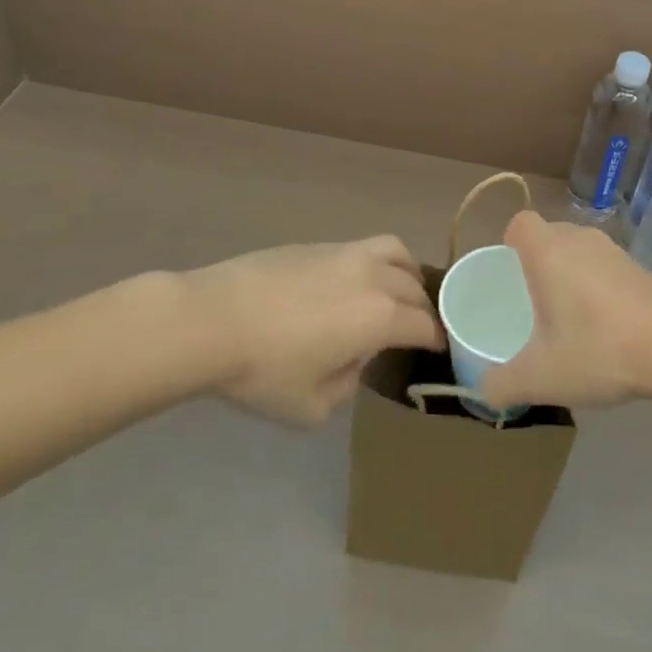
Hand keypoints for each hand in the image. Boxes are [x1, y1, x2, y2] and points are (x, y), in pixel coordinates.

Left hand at [178, 237, 443, 425]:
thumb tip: (355, 359)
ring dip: (408, 274)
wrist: (212, 319)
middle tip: (417, 328)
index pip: (424, 325)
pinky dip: (378, 262)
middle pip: (415, 287)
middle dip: (423, 309)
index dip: (437, 339)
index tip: (439, 349)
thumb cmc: (264, 370)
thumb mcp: (313, 406)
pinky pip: (365, 247)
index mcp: (380, 317)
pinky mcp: (319, 245)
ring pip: (396, 253)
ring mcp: (346, 254)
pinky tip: (357, 282)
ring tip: (400, 290)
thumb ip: (348, 385)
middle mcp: (373, 277)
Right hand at [477, 211, 651, 411]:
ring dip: (570, 276)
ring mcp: (615, 252)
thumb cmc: (598, 349)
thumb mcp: (539, 377)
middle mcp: (580, 240)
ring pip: (580, 251)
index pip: (520, 223)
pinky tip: (605, 328)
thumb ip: (502, 384)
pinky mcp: (641, 269)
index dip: (509, 243)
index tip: (508, 275)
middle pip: (549, 235)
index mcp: (548, 251)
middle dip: (537, 263)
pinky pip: (606, 267)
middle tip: (532, 304)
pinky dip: (598, 288)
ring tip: (568, 320)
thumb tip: (484, 390)